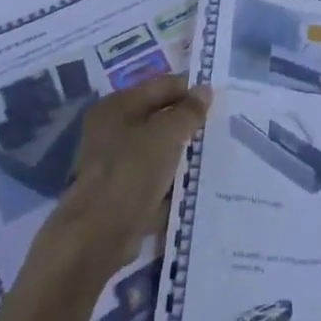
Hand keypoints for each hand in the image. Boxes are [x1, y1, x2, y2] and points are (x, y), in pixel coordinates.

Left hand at [43, 73, 211, 273]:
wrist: (99, 234)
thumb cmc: (132, 171)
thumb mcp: (167, 134)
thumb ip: (189, 111)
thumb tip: (205, 90)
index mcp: (118, 105)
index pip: (161, 86)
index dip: (190, 89)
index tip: (219, 98)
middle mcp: (112, 129)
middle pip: (159, 117)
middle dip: (188, 121)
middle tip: (221, 124)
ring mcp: (116, 162)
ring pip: (159, 148)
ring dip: (183, 151)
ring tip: (215, 151)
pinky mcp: (123, 191)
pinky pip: (156, 177)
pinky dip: (173, 178)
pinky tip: (198, 180)